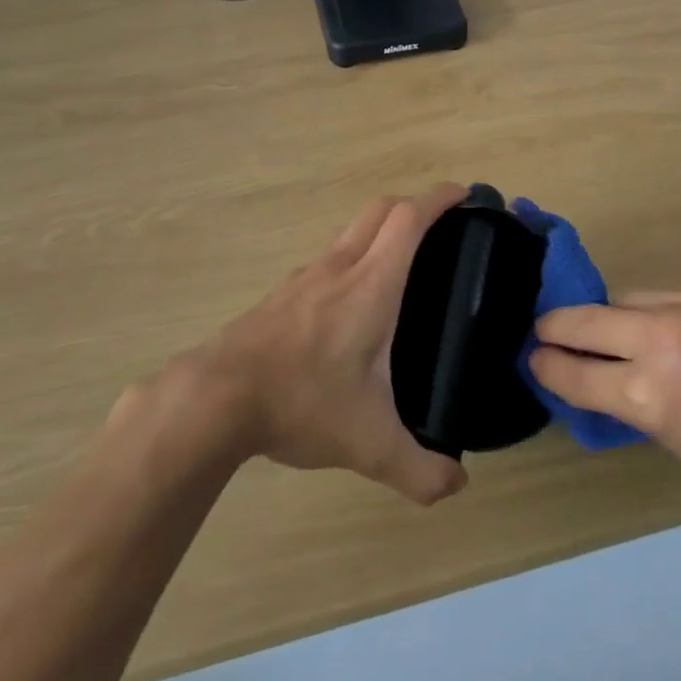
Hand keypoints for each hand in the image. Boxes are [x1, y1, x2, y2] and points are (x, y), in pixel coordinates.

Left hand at [187, 183, 470, 505]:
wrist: (214, 398)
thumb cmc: (300, 402)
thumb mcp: (368, 445)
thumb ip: (420, 470)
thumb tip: (457, 486)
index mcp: (371, 285)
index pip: (409, 219)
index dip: (440, 199)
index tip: (466, 194)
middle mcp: (339, 267)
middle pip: (380, 210)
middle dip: (414, 206)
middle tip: (441, 231)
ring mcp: (305, 276)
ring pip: (350, 231)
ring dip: (380, 231)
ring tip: (402, 266)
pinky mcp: (281, 293)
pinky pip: (327, 257)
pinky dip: (351, 257)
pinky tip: (351, 303)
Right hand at [528, 290, 680, 488]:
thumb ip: (632, 406)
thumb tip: (593, 382)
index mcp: (651, 395)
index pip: (571, 374)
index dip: (545, 367)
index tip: (533, 361)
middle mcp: (658, 340)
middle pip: (576, 320)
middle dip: (551, 329)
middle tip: (543, 334)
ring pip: (615, 299)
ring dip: (603, 317)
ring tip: (608, 332)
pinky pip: (656, 293)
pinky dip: (646, 311)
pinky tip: (662, 327)